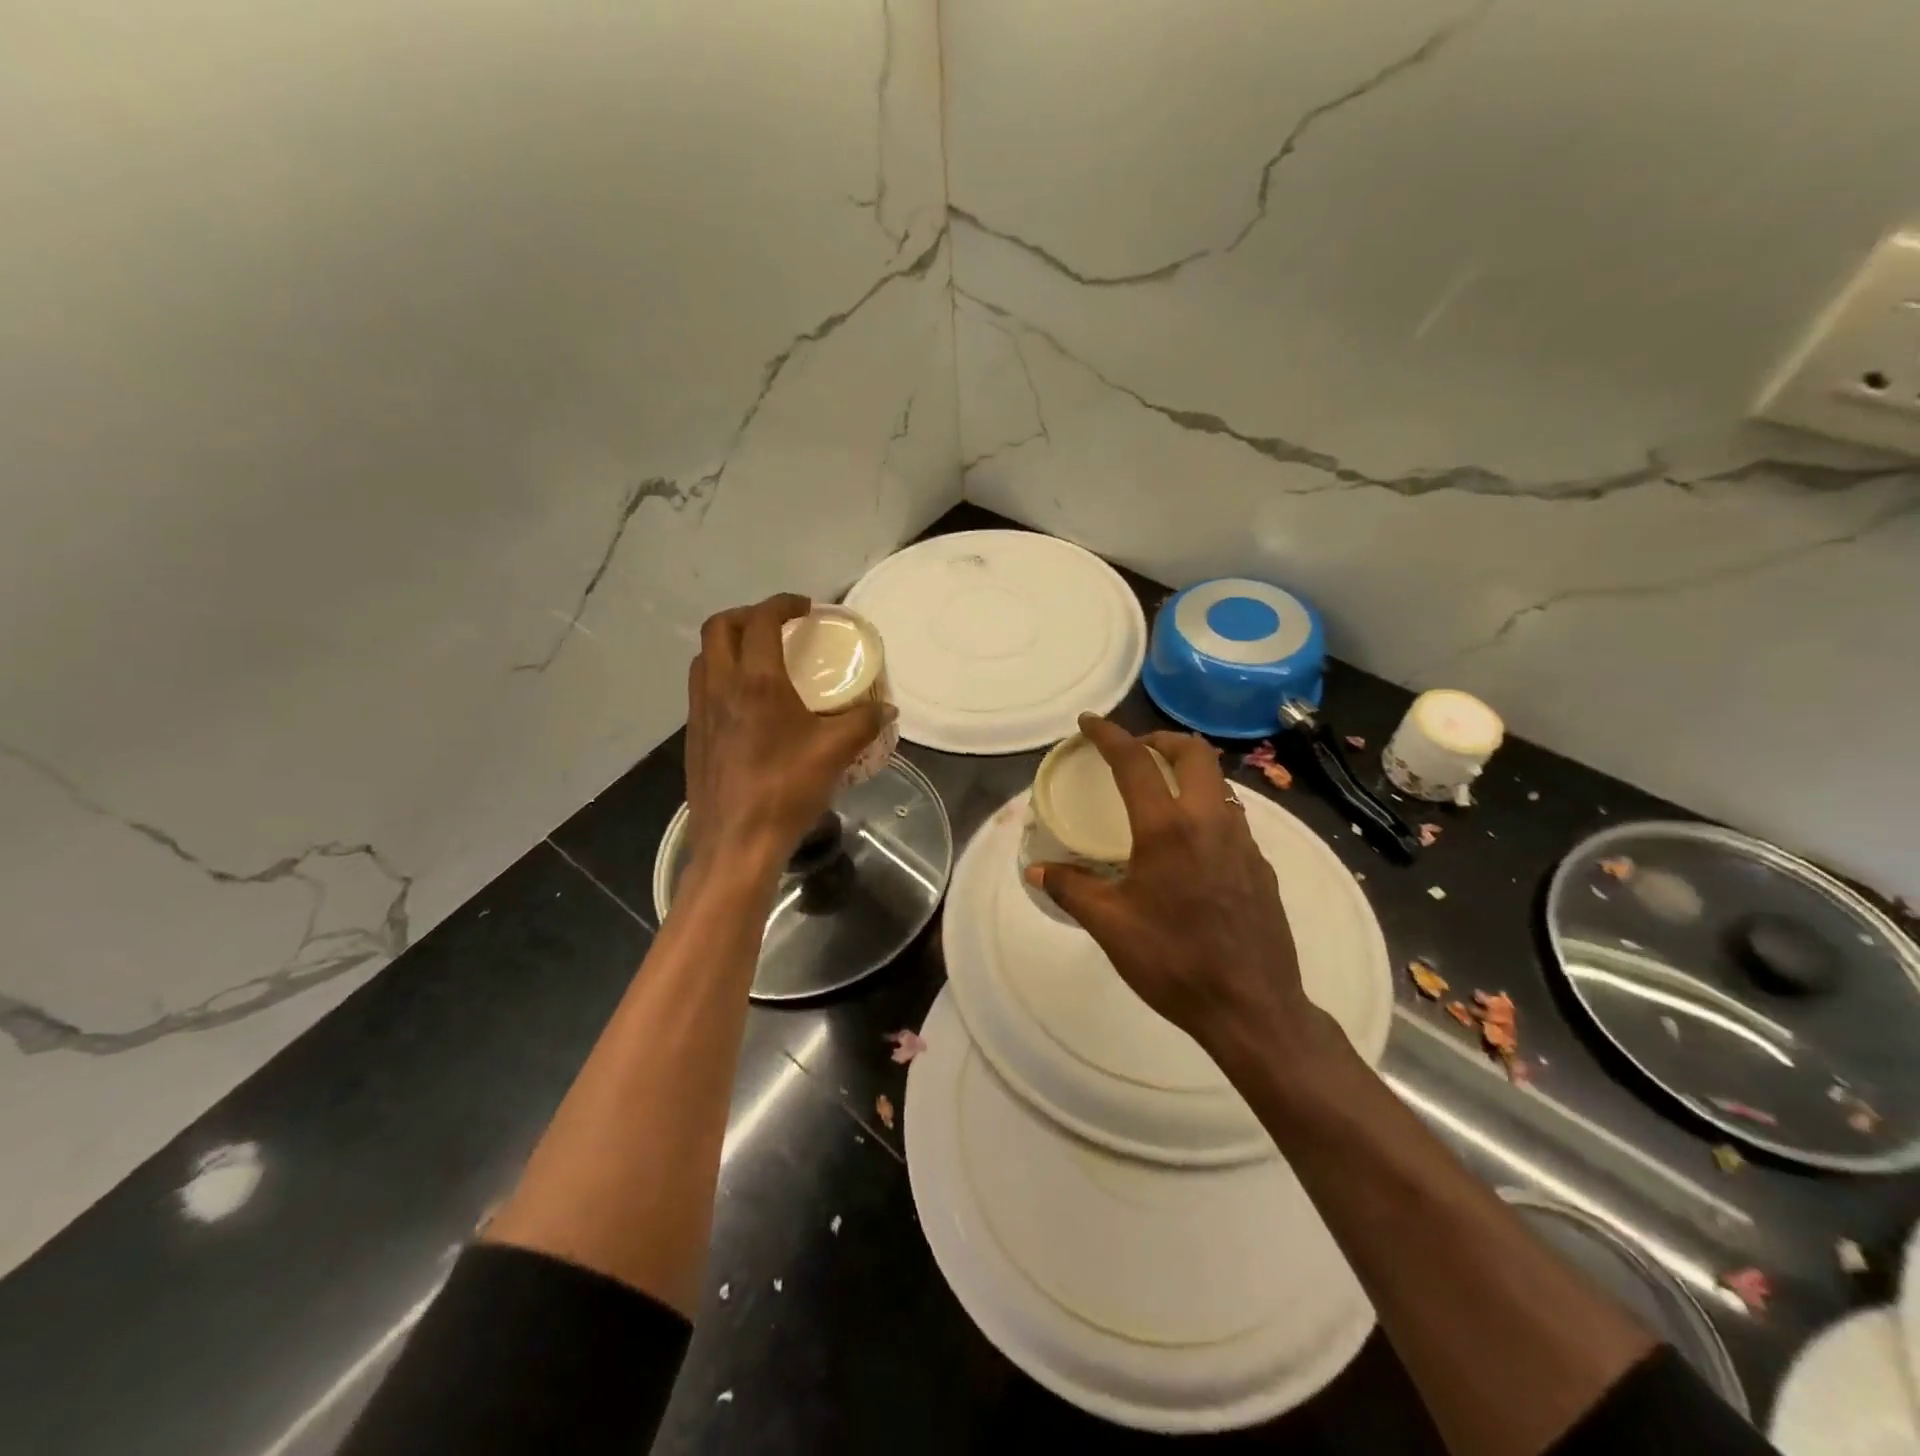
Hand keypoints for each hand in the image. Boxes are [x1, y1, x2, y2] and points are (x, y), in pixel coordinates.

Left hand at [684, 594, 891, 877]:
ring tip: (760, 658)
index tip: (805, 608)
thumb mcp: (835, 753)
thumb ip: (864, 723)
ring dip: (730, 644)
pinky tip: (747, 703)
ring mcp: (700, 712)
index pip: (761, 620)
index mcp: (756, 682)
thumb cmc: (786, 790)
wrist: (737, 842)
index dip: (782, 603)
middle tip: (778, 626)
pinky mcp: (694, 736)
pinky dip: (722, 675)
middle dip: (748, 615)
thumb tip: (887, 709)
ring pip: (705, 657)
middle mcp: (721, 686)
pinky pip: (701, 687)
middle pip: (720, 627)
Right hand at [1026, 714, 1323, 1064]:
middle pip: (1194, 753)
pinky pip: (1233, 817)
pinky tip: (1191, 844)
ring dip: (1189, 773)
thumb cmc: (1173, 962)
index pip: (1134, 762)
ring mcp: (1244, 843)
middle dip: (1161, 739)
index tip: (1089, 722)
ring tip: (1162, 793)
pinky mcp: (1262, 866)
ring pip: (1219, 783)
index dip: (1109, 735)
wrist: (1251, 1008)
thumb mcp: (1110, 926)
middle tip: (1136, 750)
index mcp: (1168, 829)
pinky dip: (1207, 808)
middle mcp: (1210, 822)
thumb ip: (1071, 888)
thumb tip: (1036, 869)